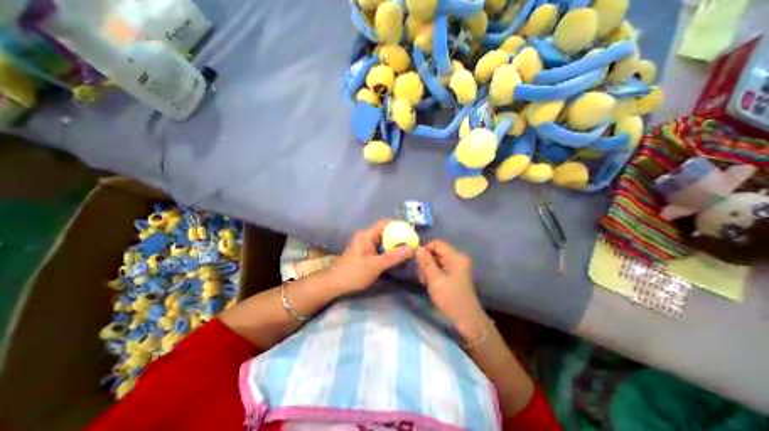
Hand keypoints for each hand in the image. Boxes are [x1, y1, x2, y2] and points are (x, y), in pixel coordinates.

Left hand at [328, 219, 413, 295]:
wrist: (336, 284)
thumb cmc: (354, 272)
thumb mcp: (375, 265)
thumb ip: (393, 257)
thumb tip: (410, 247)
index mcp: (367, 235)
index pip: (385, 223)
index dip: (398, 225)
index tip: (411, 231)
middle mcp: (366, 236)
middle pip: (385, 232)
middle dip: (398, 236)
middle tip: (412, 243)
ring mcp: (365, 244)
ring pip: (383, 241)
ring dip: (394, 245)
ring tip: (407, 250)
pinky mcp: (365, 252)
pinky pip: (380, 248)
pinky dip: (388, 251)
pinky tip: (396, 257)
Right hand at [415, 239, 478, 323]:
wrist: (465, 319)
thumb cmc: (450, 298)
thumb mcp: (435, 279)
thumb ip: (426, 262)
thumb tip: (418, 248)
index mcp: (456, 256)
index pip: (437, 243)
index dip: (425, 249)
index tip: (415, 261)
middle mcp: (458, 258)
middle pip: (437, 251)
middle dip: (426, 260)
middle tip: (420, 275)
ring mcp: (457, 266)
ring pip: (437, 259)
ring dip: (428, 267)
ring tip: (424, 280)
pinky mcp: (455, 274)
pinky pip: (441, 267)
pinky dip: (433, 272)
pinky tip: (429, 282)